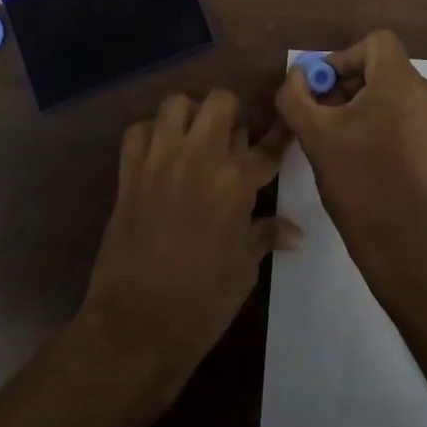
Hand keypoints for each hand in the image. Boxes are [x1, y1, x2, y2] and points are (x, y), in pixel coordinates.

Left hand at [79, 90, 298, 397]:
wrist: (137, 325)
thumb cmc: (203, 301)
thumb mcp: (244, 268)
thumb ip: (266, 234)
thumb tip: (297, 232)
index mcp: (235, 182)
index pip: (268, 146)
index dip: (281, 132)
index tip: (287, 121)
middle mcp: (200, 157)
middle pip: (221, 101)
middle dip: (232, 112)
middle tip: (232, 137)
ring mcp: (161, 160)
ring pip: (177, 104)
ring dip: (190, 115)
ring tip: (194, 138)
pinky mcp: (129, 172)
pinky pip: (138, 130)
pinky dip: (150, 134)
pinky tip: (159, 153)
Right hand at [274, 31, 426, 268]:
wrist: (403, 243)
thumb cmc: (359, 181)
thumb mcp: (314, 134)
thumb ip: (295, 95)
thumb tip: (296, 75)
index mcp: (402, 82)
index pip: (374, 42)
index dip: (342, 57)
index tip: (321, 88)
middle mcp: (425, 92)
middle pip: (381, 65)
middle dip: (346, 81)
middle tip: (319, 110)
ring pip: (389, 89)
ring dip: (358, 101)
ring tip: (333, 133)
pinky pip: (401, 111)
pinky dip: (376, 117)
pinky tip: (354, 148)